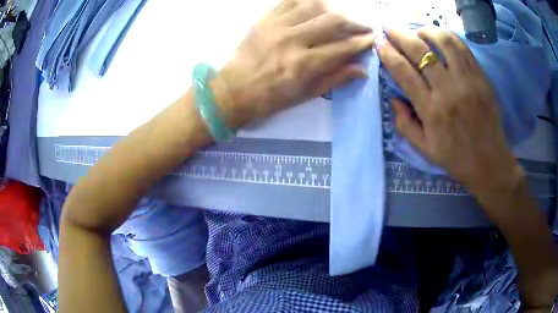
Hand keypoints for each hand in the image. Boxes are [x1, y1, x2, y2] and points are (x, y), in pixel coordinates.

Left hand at [213, 0, 374, 127]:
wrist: (234, 90)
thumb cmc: (271, 97)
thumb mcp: (306, 95)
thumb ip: (335, 79)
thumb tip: (362, 69)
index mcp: (304, 65)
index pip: (343, 47)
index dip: (362, 42)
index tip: (373, 39)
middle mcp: (293, 41)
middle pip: (333, 21)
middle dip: (355, 22)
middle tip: (365, 25)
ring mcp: (277, 26)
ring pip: (315, 6)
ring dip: (336, 8)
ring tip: (344, 14)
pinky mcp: (265, 18)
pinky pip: (291, 0)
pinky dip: (309, 0)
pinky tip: (320, 4)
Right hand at [376, 28, 523, 196]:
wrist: (489, 162)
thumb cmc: (456, 158)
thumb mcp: (424, 149)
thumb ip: (404, 124)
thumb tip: (393, 98)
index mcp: (431, 110)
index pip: (403, 71)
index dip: (388, 53)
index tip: (379, 42)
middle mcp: (448, 90)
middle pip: (420, 50)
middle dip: (400, 34)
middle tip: (389, 27)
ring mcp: (467, 81)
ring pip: (443, 42)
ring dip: (426, 31)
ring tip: (418, 31)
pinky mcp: (481, 78)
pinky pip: (463, 48)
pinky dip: (449, 37)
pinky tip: (442, 37)